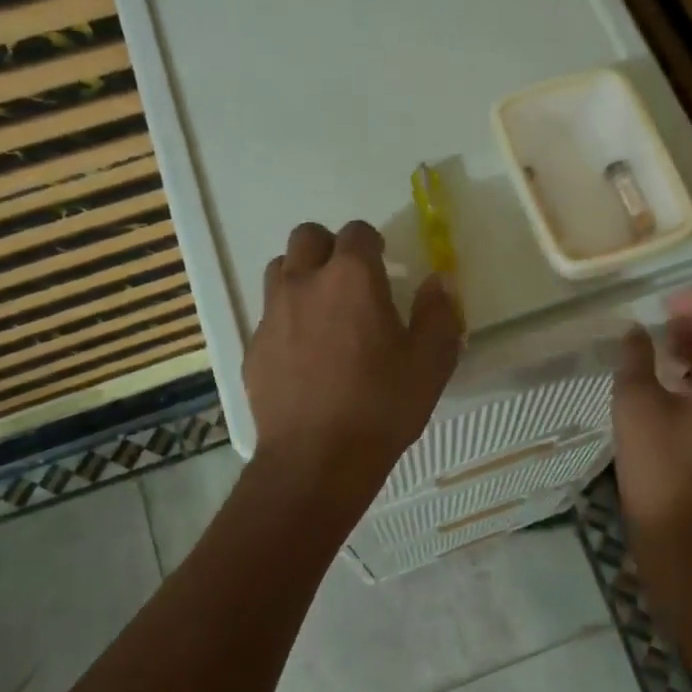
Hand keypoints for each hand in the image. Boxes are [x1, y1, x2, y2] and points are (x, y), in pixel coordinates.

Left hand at [245, 220, 460, 496]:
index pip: (357, 232)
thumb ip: (438, 314)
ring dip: (302, 276)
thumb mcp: (430, 363)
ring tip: (323, 310)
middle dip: (329, 248)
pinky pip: (268, 316)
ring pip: (281, 270)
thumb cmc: (381, 406)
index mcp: (352, 278)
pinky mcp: (254, 347)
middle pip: (307, 237)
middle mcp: (305, 283)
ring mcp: (272, 315)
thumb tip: (438, 282)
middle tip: (349, 280)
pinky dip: (286, 320)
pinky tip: (303, 355)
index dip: (372, 242)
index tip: (383, 262)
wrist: (317, 459)